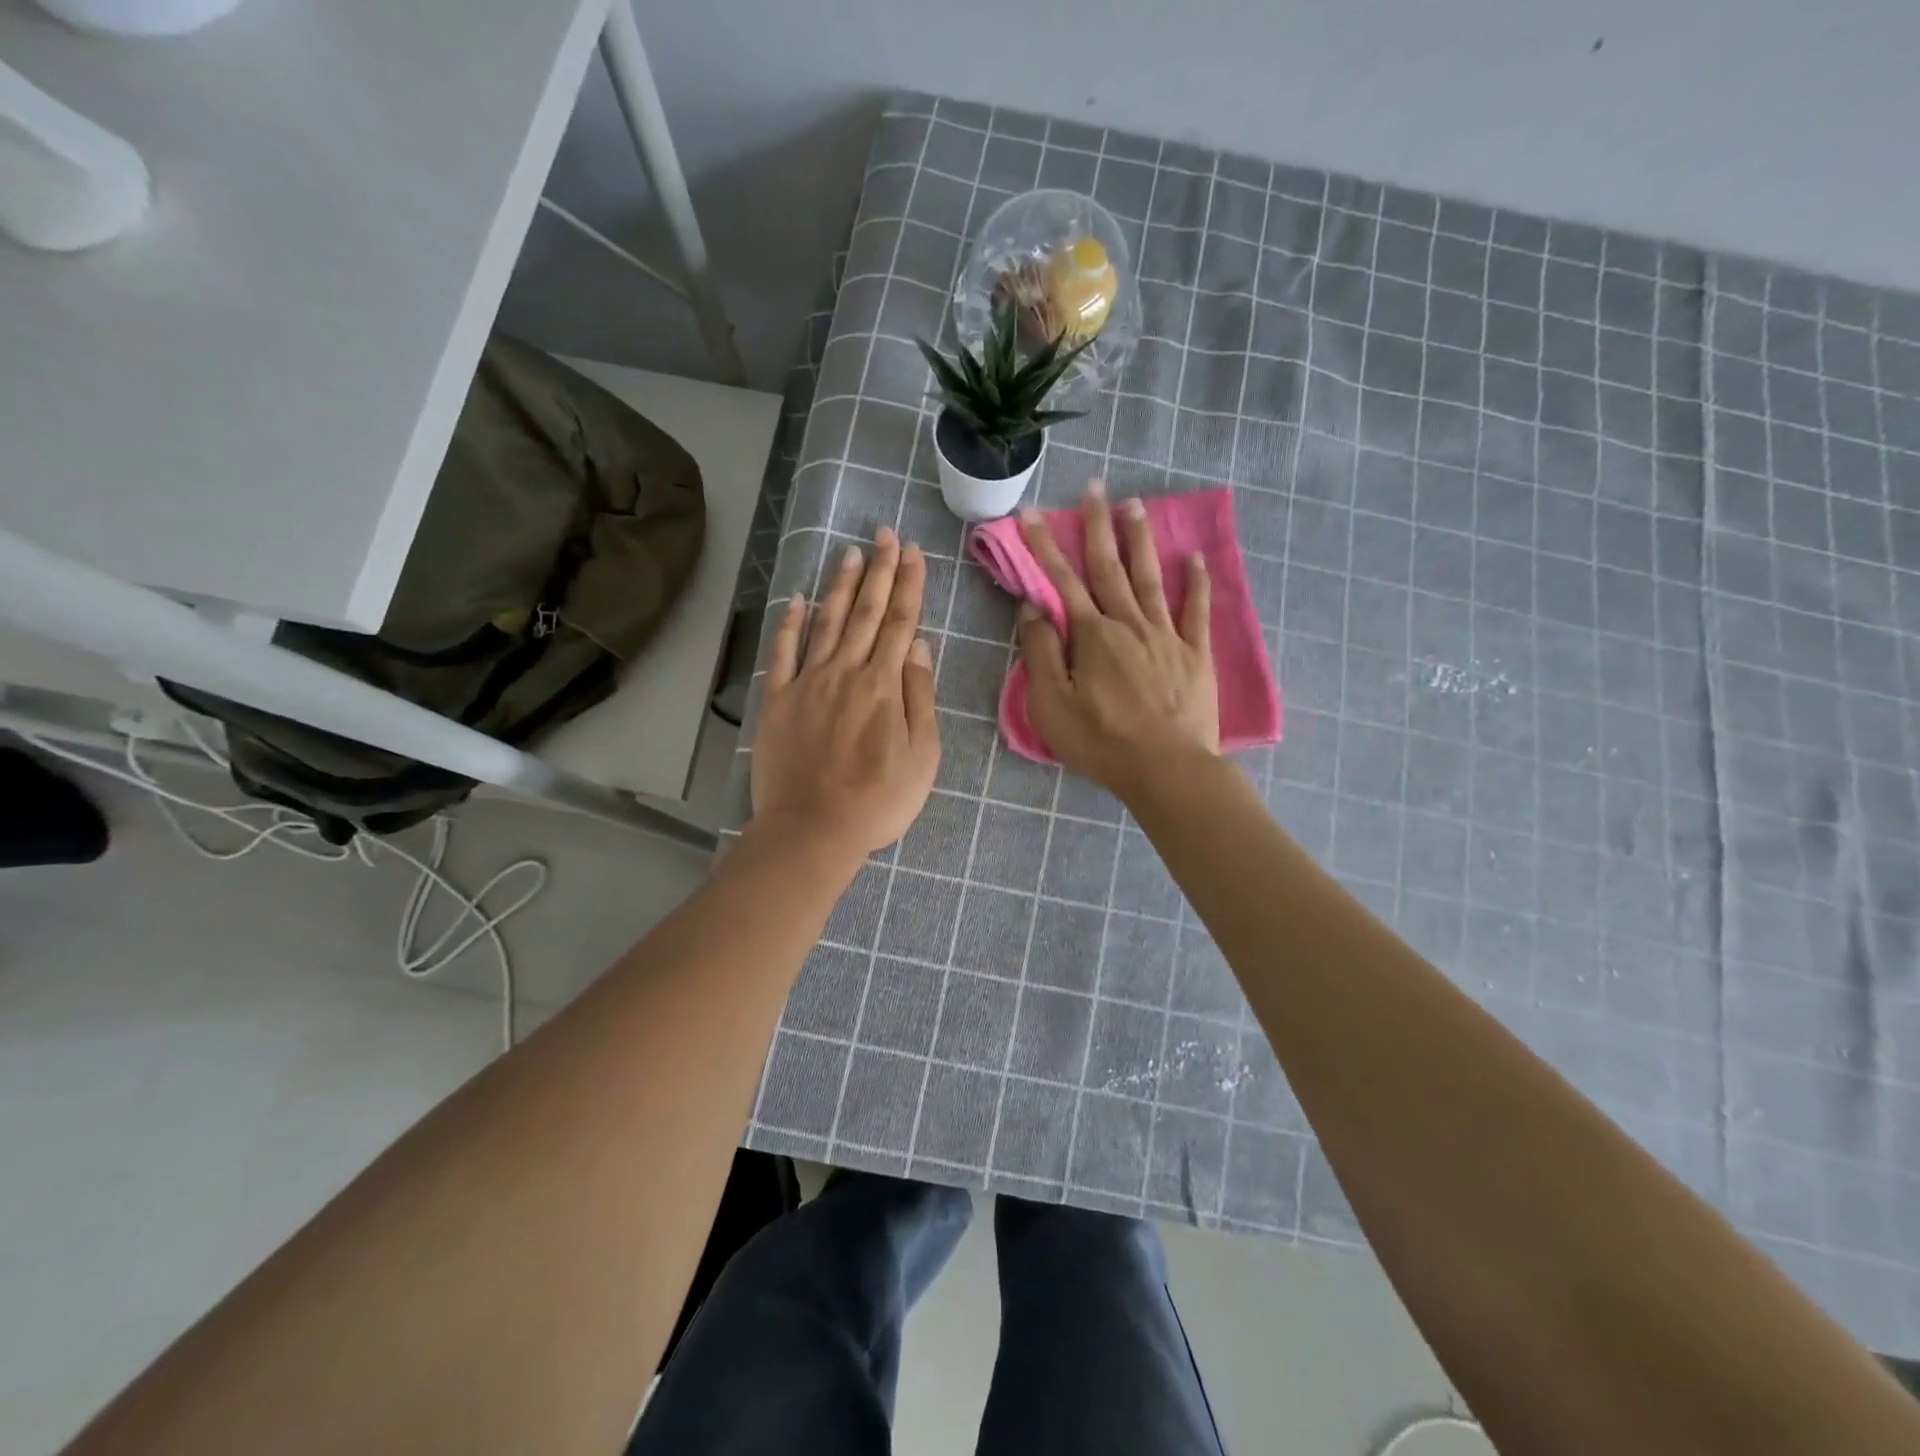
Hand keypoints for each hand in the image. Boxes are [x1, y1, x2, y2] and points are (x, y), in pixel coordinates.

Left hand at [751, 527, 940, 866]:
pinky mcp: (778, 700)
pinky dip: (791, 623)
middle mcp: (846, 672)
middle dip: (879, 570)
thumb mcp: (923, 756)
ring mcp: (808, 683)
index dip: (909, 584)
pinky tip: (798, 598)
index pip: (900, 622)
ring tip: (850, 552)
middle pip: (866, 612)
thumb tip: (919, 646)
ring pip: (827, 622)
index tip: (913, 552)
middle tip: (885, 534)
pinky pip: (783, 653)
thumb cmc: (878, 800)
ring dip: (841, 585)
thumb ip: (921, 697)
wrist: (813, 830)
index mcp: (884, 685)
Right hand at [1016, 484, 1217, 799]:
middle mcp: (1128, 623)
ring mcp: (1166, 636)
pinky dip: (1197, 582)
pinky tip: (1194, 557)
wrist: (1167, 768)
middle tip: (1094, 486)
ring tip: (1135, 505)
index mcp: (1092, 636)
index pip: (1062, 581)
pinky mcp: (1195, 654)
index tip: (1032, 513)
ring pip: (1150, 578)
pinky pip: (1196, 611)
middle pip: (1109, 567)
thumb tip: (1034, 609)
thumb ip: (1042, 653)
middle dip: (1098, 525)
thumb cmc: (1101, 741)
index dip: (1045, 546)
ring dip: (1140, 540)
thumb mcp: (1052, 704)